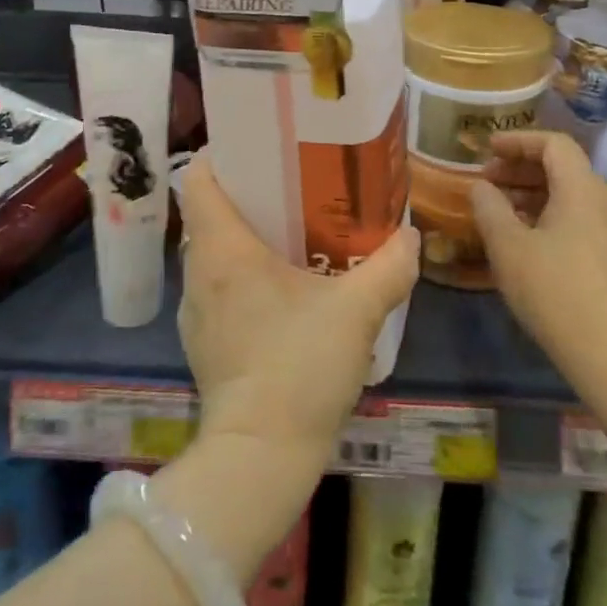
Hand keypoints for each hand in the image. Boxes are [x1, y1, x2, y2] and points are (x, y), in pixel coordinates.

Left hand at [176, 151, 418, 469]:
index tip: (260, 148)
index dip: (224, 154)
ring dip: (246, 237)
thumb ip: (389, 267)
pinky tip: (282, 290)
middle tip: (293, 185)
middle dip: (248, 194)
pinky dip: (242, 275)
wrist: (259, 458)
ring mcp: (195, 310)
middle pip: (210, 211)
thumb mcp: (356, 312)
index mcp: (223, 248)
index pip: (200, 178)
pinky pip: (218, 287)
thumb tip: (411, 236)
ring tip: (292, 232)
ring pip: (214, 251)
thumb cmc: (299, 367)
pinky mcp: (203, 342)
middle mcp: (199, 270)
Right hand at [470, 131, 606, 384]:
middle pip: (562, 166)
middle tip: (487, 180)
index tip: (487, 149)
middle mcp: (602, 203)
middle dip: (521, 166)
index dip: (518, 140)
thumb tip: (481, 186)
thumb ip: (489, 207)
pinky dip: (546, 214)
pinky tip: (523, 239)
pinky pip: (576, 218)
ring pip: (569, 194)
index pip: (554, 143)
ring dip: (531, 192)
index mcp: (581, 189)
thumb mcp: (508, 246)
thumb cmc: (554, 291)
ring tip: (498, 209)